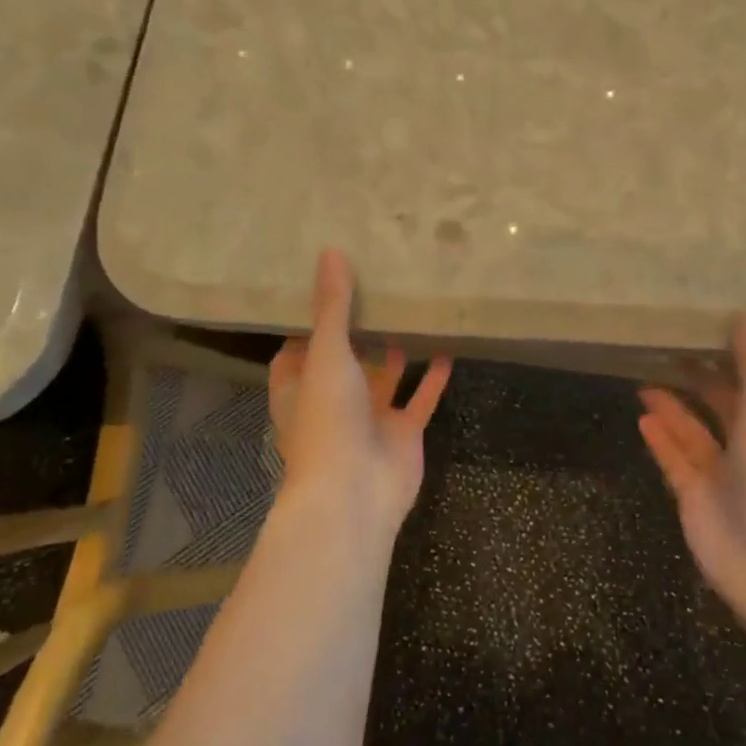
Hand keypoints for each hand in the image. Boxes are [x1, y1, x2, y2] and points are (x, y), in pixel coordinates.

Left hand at [268, 249, 452, 536]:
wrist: (354, 493)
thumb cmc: (327, 420)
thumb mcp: (327, 355)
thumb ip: (332, 307)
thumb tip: (329, 251)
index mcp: (299, 387)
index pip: (298, 348)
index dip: (310, 321)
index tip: (328, 286)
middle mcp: (332, 401)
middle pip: (345, 360)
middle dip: (360, 331)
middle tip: (379, 287)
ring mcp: (368, 419)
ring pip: (384, 378)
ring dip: (396, 351)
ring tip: (412, 311)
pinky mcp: (402, 433)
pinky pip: (419, 399)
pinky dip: (432, 378)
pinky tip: (447, 348)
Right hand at [638, 319, 745, 643]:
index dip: (729, 363)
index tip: (701, 335)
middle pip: (719, 408)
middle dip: (695, 383)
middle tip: (664, 353)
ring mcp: (722, 476)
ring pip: (692, 433)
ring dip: (672, 409)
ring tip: (643, 382)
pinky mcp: (695, 498)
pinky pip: (675, 461)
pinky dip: (661, 440)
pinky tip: (643, 418)